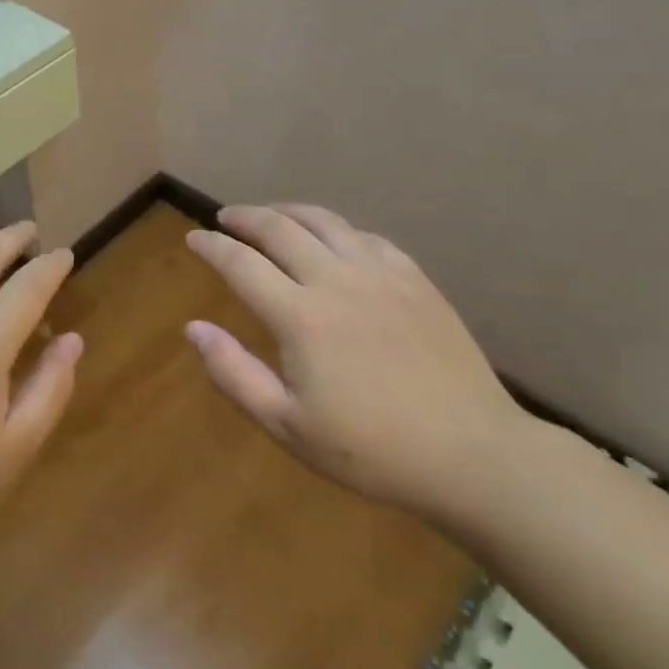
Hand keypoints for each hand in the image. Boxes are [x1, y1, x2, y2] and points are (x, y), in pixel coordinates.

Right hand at [184, 204, 530, 520]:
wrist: (474, 456)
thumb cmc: (372, 450)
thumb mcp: (287, 425)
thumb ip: (234, 373)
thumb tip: (193, 328)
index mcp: (300, 316)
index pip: (241, 263)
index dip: (212, 246)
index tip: (193, 238)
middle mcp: (336, 280)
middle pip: (279, 228)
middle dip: (244, 217)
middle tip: (225, 217)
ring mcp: (381, 275)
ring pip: (324, 221)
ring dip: (288, 211)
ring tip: (270, 214)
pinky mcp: (415, 280)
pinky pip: (366, 236)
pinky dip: (337, 229)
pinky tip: (333, 239)